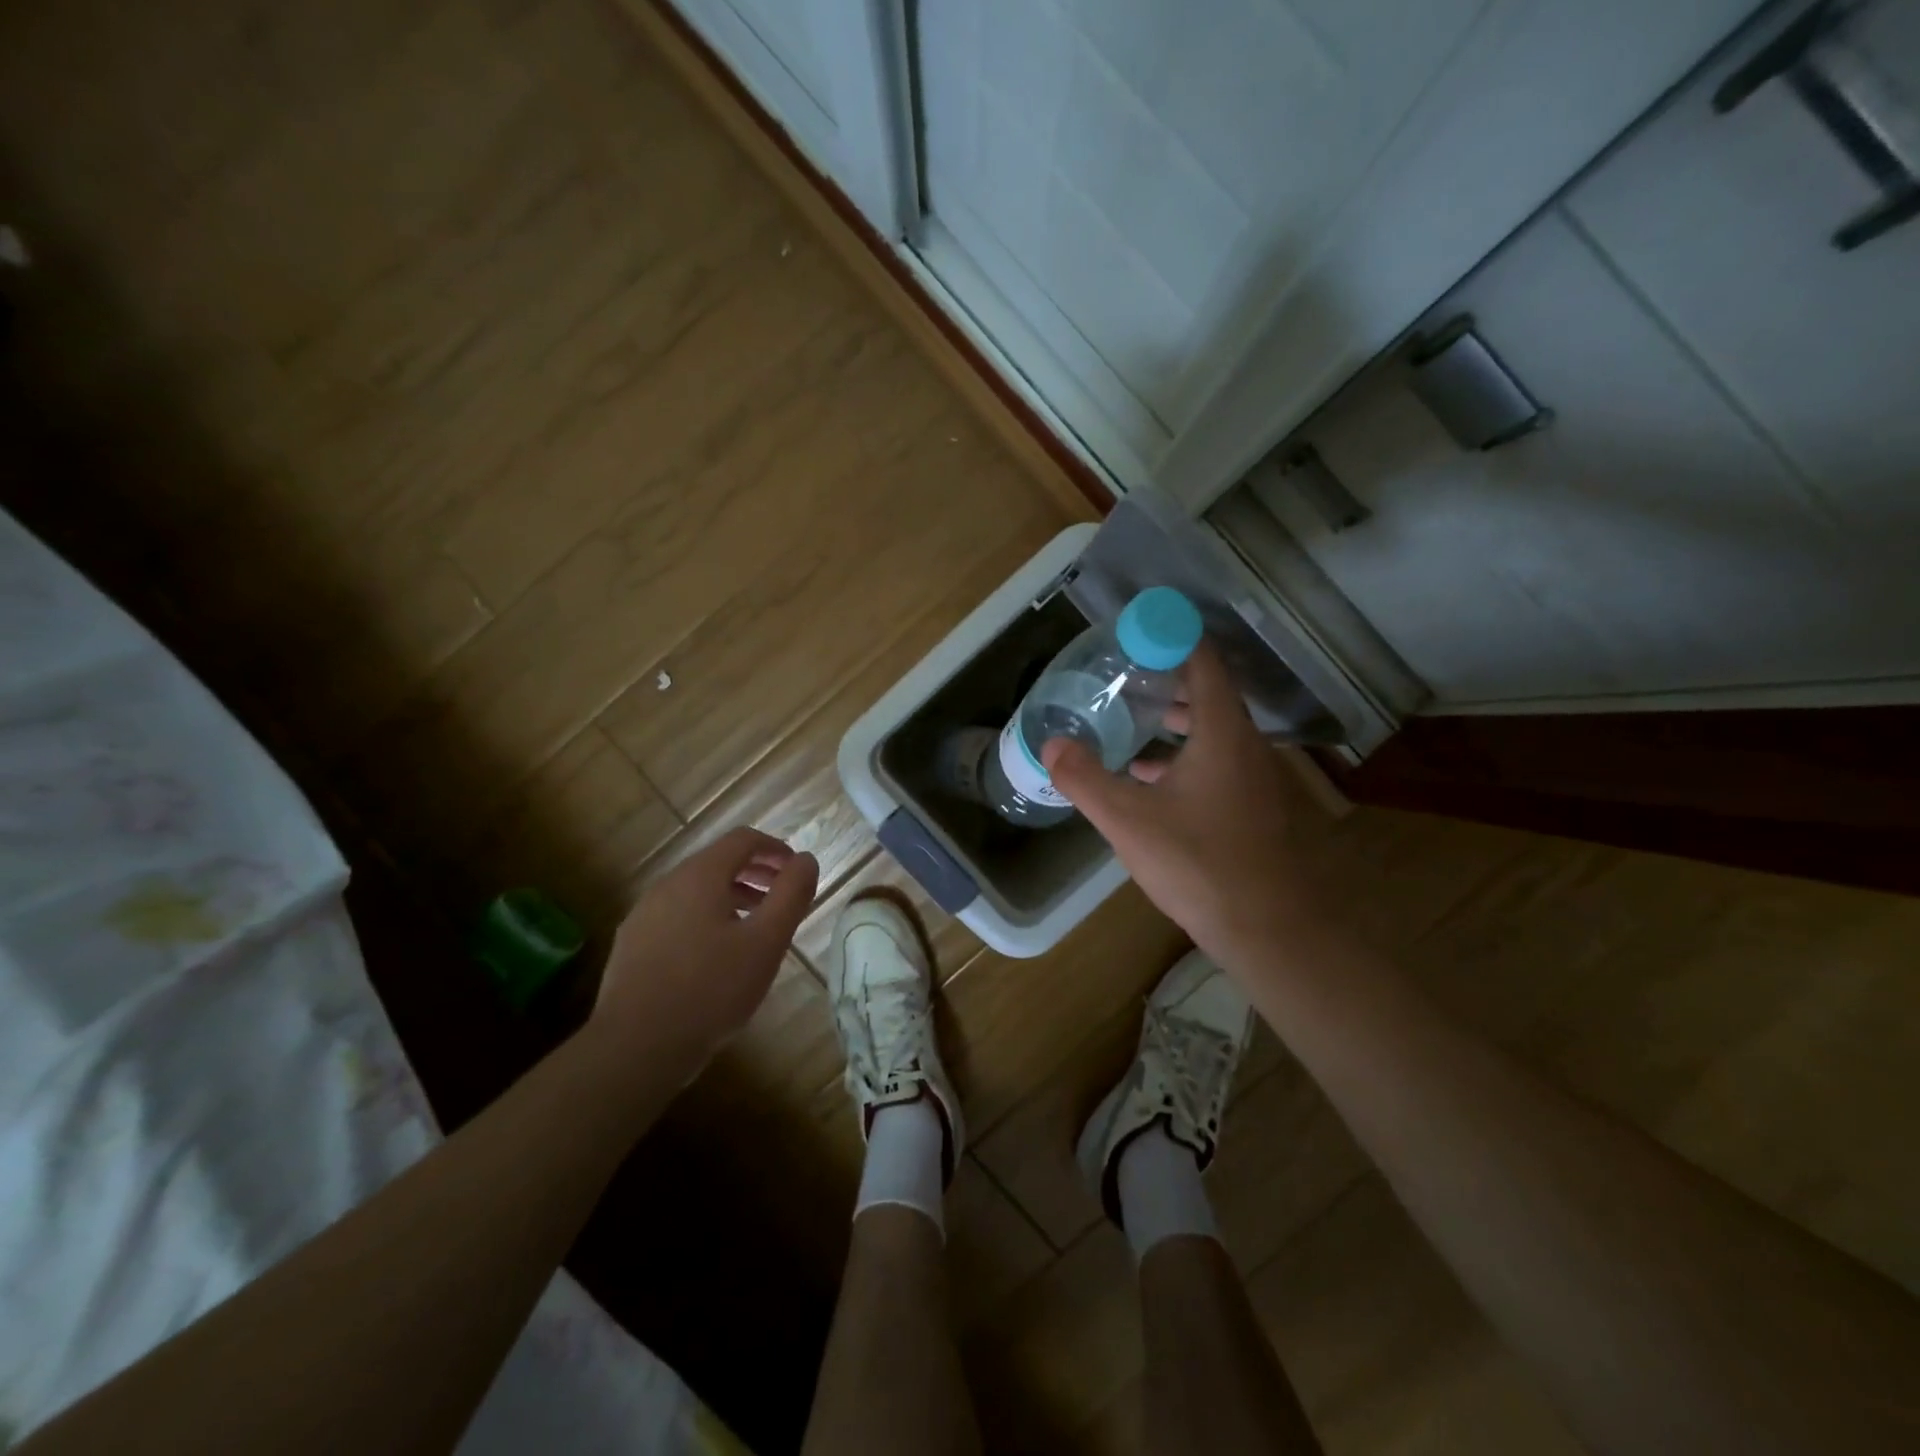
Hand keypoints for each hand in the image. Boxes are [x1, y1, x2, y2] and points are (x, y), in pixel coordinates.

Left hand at [589, 827, 817, 1079]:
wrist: (635, 1047)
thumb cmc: (711, 989)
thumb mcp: (766, 942)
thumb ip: (791, 895)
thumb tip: (806, 860)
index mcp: (700, 876)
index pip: (743, 840)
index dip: (776, 849)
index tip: (796, 871)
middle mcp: (667, 885)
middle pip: (718, 862)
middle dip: (755, 873)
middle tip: (782, 898)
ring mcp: (644, 915)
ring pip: (696, 891)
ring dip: (731, 897)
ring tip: (754, 929)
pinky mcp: (632, 945)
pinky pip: (677, 915)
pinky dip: (705, 919)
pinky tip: (716, 957)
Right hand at [1041, 643, 1317, 965]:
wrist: (1269, 929)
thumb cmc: (1199, 863)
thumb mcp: (1128, 820)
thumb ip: (1085, 779)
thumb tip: (1051, 744)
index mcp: (1221, 733)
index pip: (1202, 663)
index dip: (1172, 640)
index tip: (1138, 632)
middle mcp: (1246, 746)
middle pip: (1208, 695)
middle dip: (1167, 680)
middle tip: (1124, 676)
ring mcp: (1256, 778)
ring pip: (1213, 732)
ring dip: (1176, 722)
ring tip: (1132, 720)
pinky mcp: (1254, 807)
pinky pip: (1217, 762)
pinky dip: (1186, 756)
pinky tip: (1151, 779)